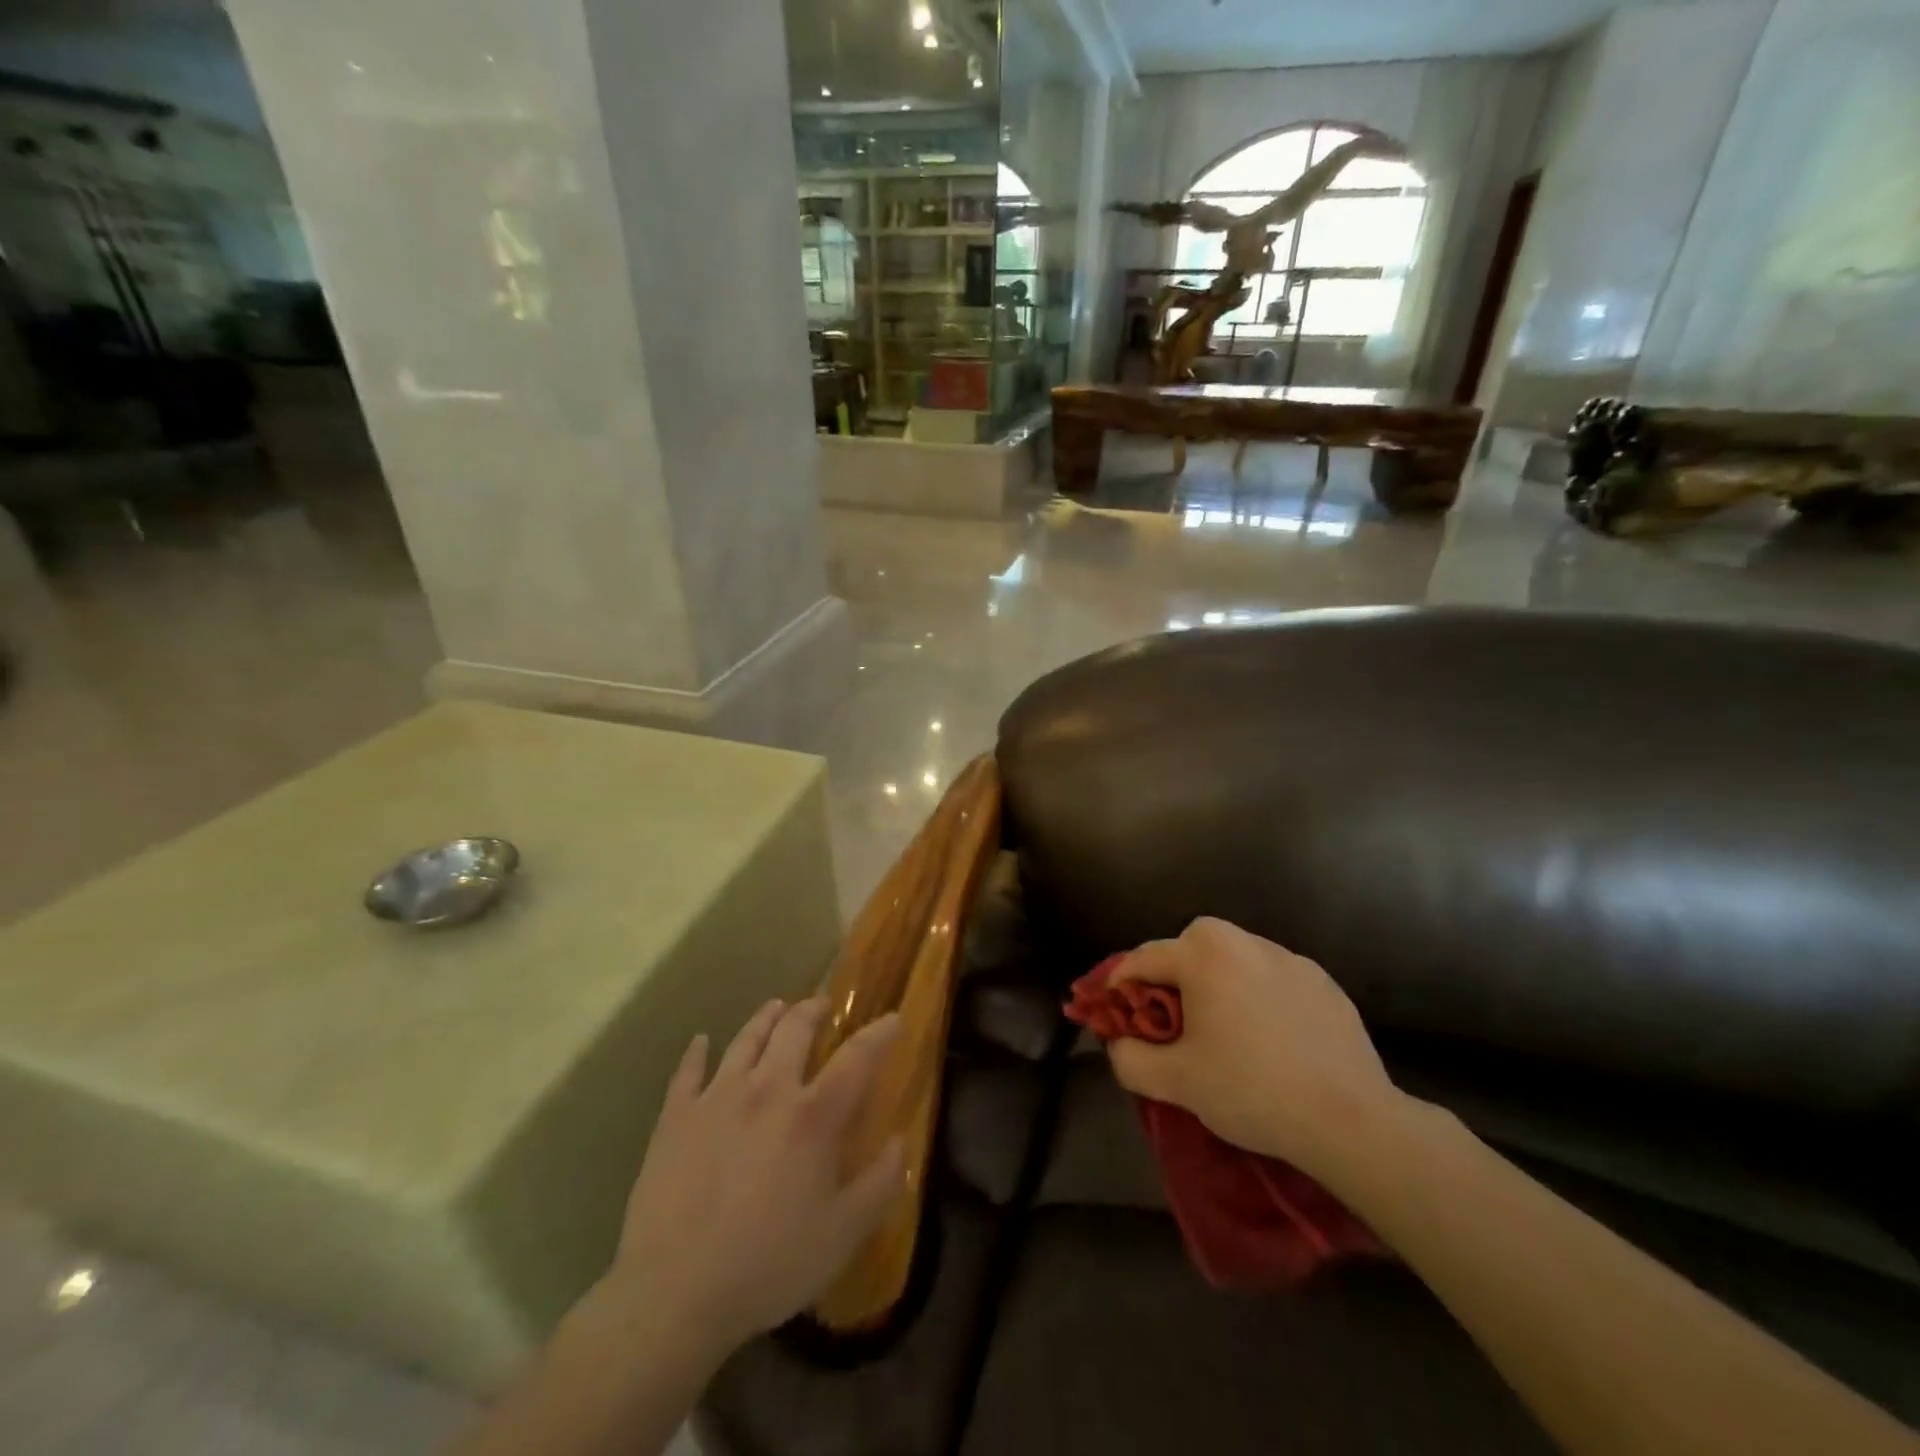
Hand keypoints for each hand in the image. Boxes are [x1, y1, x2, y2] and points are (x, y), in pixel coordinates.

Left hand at [605, 998, 903, 1355]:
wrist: (674, 1292)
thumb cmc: (769, 1264)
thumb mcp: (844, 1234)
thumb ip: (880, 1184)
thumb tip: (900, 1142)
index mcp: (813, 1115)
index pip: (857, 1057)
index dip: (880, 1033)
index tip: (893, 1018)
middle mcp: (768, 1089)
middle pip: (794, 1030)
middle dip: (813, 1011)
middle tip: (821, 1005)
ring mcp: (717, 1098)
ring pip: (745, 1040)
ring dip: (765, 1018)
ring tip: (776, 1007)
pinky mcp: (676, 1117)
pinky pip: (688, 1071)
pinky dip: (697, 1052)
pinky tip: (701, 1041)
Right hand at [1108, 918, 1404, 1179]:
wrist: (1350, 1120)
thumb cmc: (1251, 1090)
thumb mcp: (1176, 1082)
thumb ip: (1131, 1059)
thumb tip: (1119, 1044)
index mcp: (1205, 955)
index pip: (1145, 957)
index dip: (1121, 982)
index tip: (1114, 1007)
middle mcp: (1245, 942)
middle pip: (1192, 944)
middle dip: (1174, 972)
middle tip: (1173, 1016)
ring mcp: (1291, 959)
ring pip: (1236, 958)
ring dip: (1219, 981)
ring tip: (1225, 1028)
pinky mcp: (1324, 983)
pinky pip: (1274, 978)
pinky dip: (1260, 995)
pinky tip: (1271, 1039)